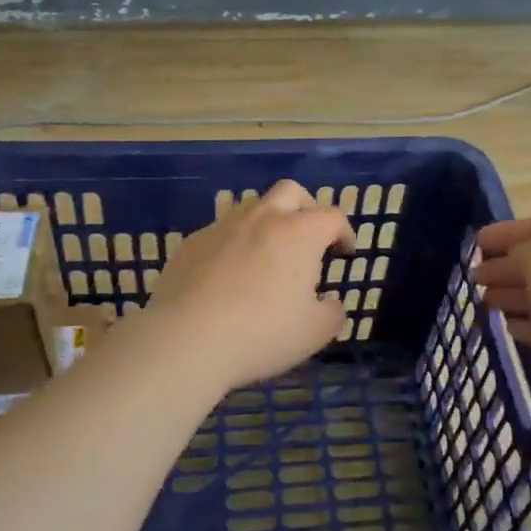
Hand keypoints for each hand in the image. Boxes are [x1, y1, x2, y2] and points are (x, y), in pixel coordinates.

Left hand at [148, 179, 355, 390]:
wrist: (185, 339)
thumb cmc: (261, 333)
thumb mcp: (314, 333)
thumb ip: (332, 313)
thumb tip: (331, 303)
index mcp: (299, 233)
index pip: (332, 217)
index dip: (344, 232)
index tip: (344, 253)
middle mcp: (262, 219)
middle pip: (291, 192)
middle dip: (306, 208)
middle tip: (309, 238)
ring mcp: (223, 227)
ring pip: (252, 207)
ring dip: (268, 222)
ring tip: (268, 255)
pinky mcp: (192, 243)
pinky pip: (221, 232)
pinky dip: (234, 244)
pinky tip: (229, 275)